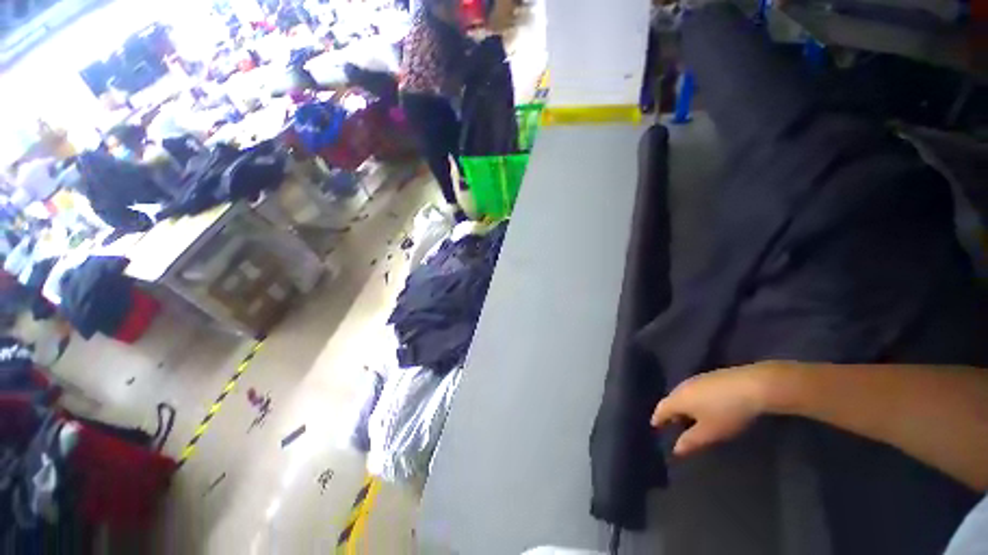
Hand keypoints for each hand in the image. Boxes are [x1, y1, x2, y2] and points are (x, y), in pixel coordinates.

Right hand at [651, 362, 790, 455]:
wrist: (752, 385)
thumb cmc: (726, 412)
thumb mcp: (709, 432)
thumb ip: (690, 441)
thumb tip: (675, 450)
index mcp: (678, 399)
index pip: (661, 409)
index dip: (658, 418)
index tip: (655, 426)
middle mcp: (682, 386)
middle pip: (671, 400)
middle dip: (671, 412)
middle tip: (674, 425)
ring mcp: (697, 379)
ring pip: (684, 394)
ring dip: (684, 406)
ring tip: (691, 418)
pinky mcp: (711, 376)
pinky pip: (695, 390)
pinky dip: (695, 400)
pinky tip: (706, 406)